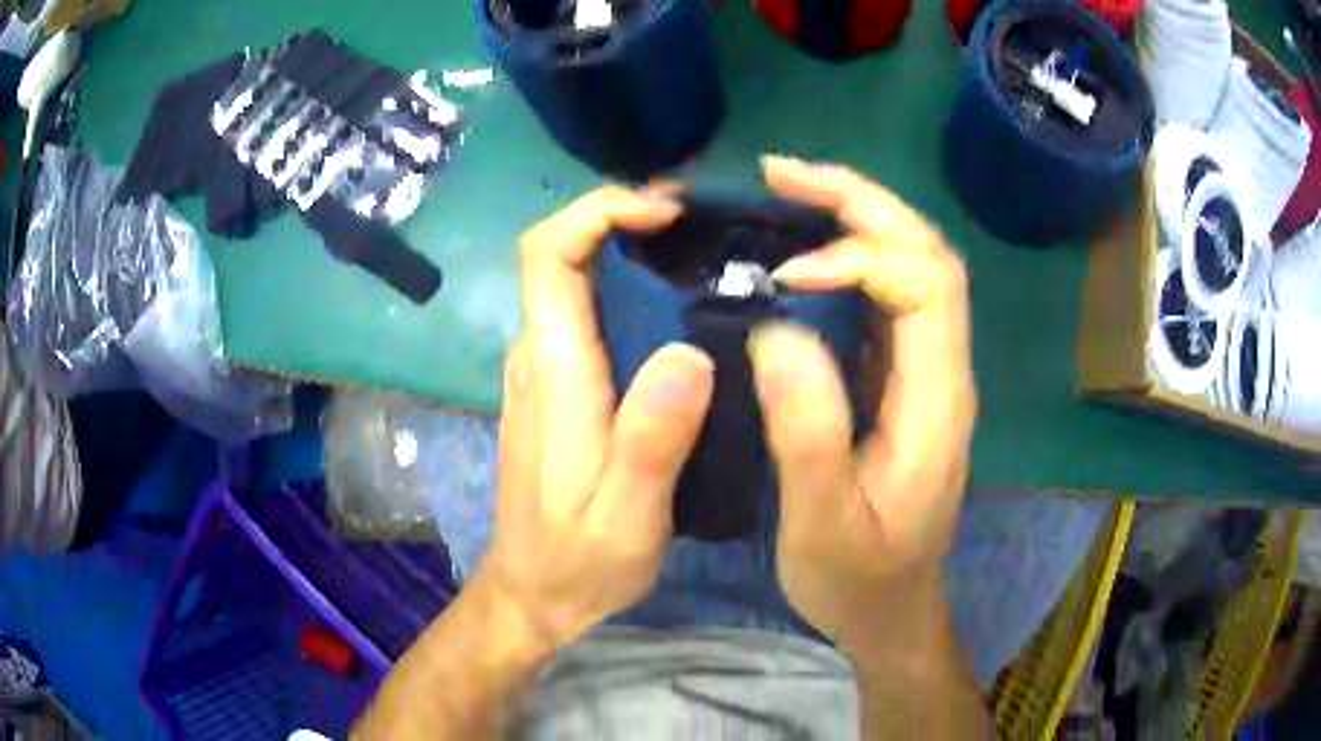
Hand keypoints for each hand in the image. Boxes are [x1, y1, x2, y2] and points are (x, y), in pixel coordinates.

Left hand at [478, 185, 714, 648]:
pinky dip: (632, 290)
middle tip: (705, 224)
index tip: (665, 213)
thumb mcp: (626, 516)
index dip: (598, 211)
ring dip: (633, 252)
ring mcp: (545, 371)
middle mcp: (539, 355)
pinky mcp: (558, 388)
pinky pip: (589, 314)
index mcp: (554, 371)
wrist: (535, 592)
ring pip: (578, 281)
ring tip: (707, 254)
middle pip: (564, 255)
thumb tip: (689, 353)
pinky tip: (684, 309)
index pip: (547, 254)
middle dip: (626, 220)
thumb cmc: (578, 559)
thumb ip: (651, 439)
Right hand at [750, 156, 976, 654]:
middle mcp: (942, 371)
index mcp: (936, 400)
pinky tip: (802, 252)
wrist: (890, 610)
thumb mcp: (823, 522)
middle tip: (781, 173)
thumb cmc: (859, 578)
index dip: (860, 255)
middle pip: (926, 253)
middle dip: (860, 200)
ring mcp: (926, 372)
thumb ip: (808, 431)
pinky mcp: (902, 380)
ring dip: (856, 216)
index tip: (786, 274)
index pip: (926, 283)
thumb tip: (778, 328)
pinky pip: (887, 296)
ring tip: (787, 192)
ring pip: (911, 263)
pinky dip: (849, 255)